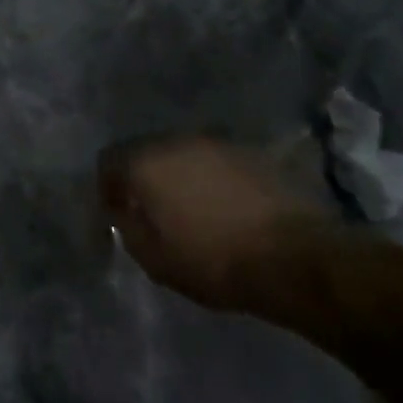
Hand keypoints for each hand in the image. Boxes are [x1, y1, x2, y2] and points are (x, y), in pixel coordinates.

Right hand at [99, 136, 330, 310]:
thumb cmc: (213, 261)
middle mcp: (179, 141)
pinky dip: (211, 179)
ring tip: (190, 210)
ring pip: (184, 155)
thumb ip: (128, 228)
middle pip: (147, 151)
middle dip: (144, 178)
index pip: (109, 160)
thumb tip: (125, 211)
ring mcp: (219, 143)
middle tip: (152, 211)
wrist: (294, 256)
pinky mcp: (253, 153)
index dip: (107, 187)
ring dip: (180, 176)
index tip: (117, 213)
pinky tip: (223, 207)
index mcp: (147, 162)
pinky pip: (216, 162)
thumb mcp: (154, 259)